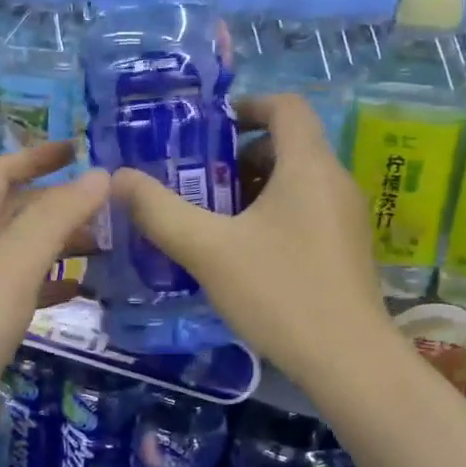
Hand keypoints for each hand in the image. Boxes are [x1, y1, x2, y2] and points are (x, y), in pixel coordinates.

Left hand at [0, 142, 107, 461]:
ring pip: (23, 254)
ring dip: (60, 244)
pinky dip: (53, 284)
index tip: (78, 148)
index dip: (36, 156)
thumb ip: (56, 218)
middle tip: (106, 208)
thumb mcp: (14, 264)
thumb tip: (99, 175)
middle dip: (58, 203)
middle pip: (14, 213)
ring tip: (104, 247)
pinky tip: (80, 291)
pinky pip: (24, 293)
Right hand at [111, 94, 391, 387]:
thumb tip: (117, 178)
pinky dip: (271, 216)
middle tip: (195, 181)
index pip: (286, 106)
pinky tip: (240, 254)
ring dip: (252, 190)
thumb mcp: (208, 250)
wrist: (347, 361)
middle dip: (238, 156)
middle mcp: (335, 182)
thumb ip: (159, 211)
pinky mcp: (345, 250)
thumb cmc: (279, 292)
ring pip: (295, 183)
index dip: (246, 106)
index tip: (207, 128)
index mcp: (308, 166)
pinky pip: (305, 212)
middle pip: (287, 145)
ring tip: (210, 219)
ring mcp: (345, 218)